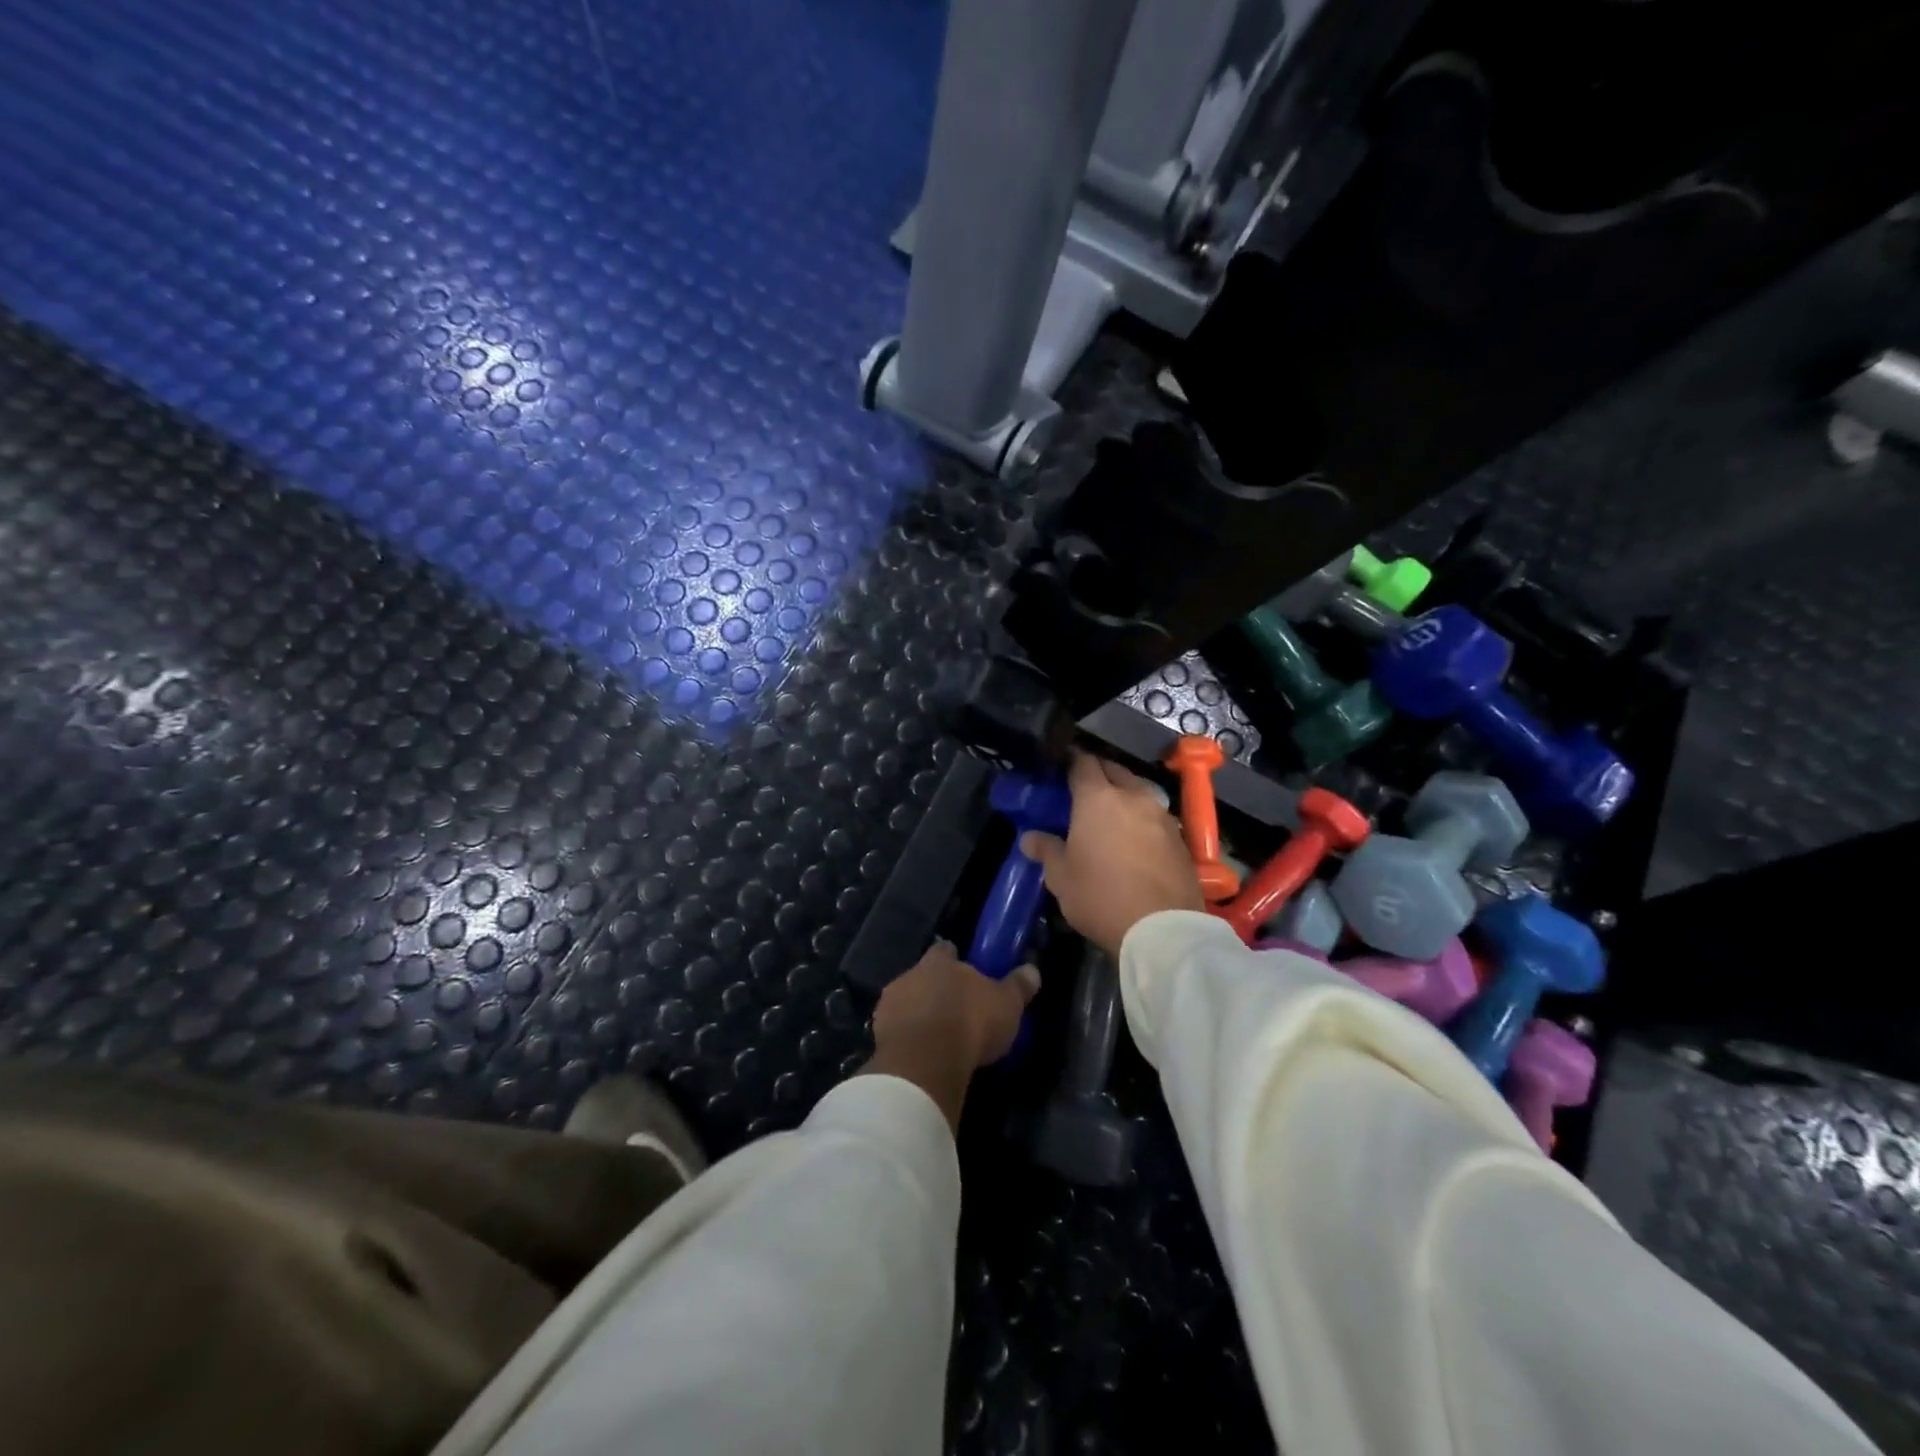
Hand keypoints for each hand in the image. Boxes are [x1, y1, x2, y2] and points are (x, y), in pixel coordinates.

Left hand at [864, 941, 1039, 1129]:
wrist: (926, 1060)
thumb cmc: (971, 1022)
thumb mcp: (1007, 1005)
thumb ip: (1018, 986)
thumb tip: (1032, 969)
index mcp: (940, 962)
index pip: (945, 950)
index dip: (954, 959)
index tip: (964, 971)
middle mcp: (911, 974)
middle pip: (923, 975)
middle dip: (935, 988)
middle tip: (954, 1009)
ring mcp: (890, 1004)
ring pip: (906, 1001)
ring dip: (918, 1013)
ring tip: (936, 1036)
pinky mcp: (878, 1033)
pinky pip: (895, 1030)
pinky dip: (906, 1037)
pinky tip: (920, 1053)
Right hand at [1021, 751, 1203, 958]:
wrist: (1162, 930)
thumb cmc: (1100, 897)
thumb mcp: (1061, 878)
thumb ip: (1046, 850)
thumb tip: (1030, 838)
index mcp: (1097, 798)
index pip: (1083, 763)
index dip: (1070, 762)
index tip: (1061, 770)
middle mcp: (1133, 796)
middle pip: (1114, 771)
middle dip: (1098, 775)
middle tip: (1082, 793)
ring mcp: (1161, 815)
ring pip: (1138, 792)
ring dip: (1123, 797)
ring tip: (1110, 817)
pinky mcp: (1180, 838)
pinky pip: (1155, 816)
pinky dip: (1142, 820)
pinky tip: (1135, 841)